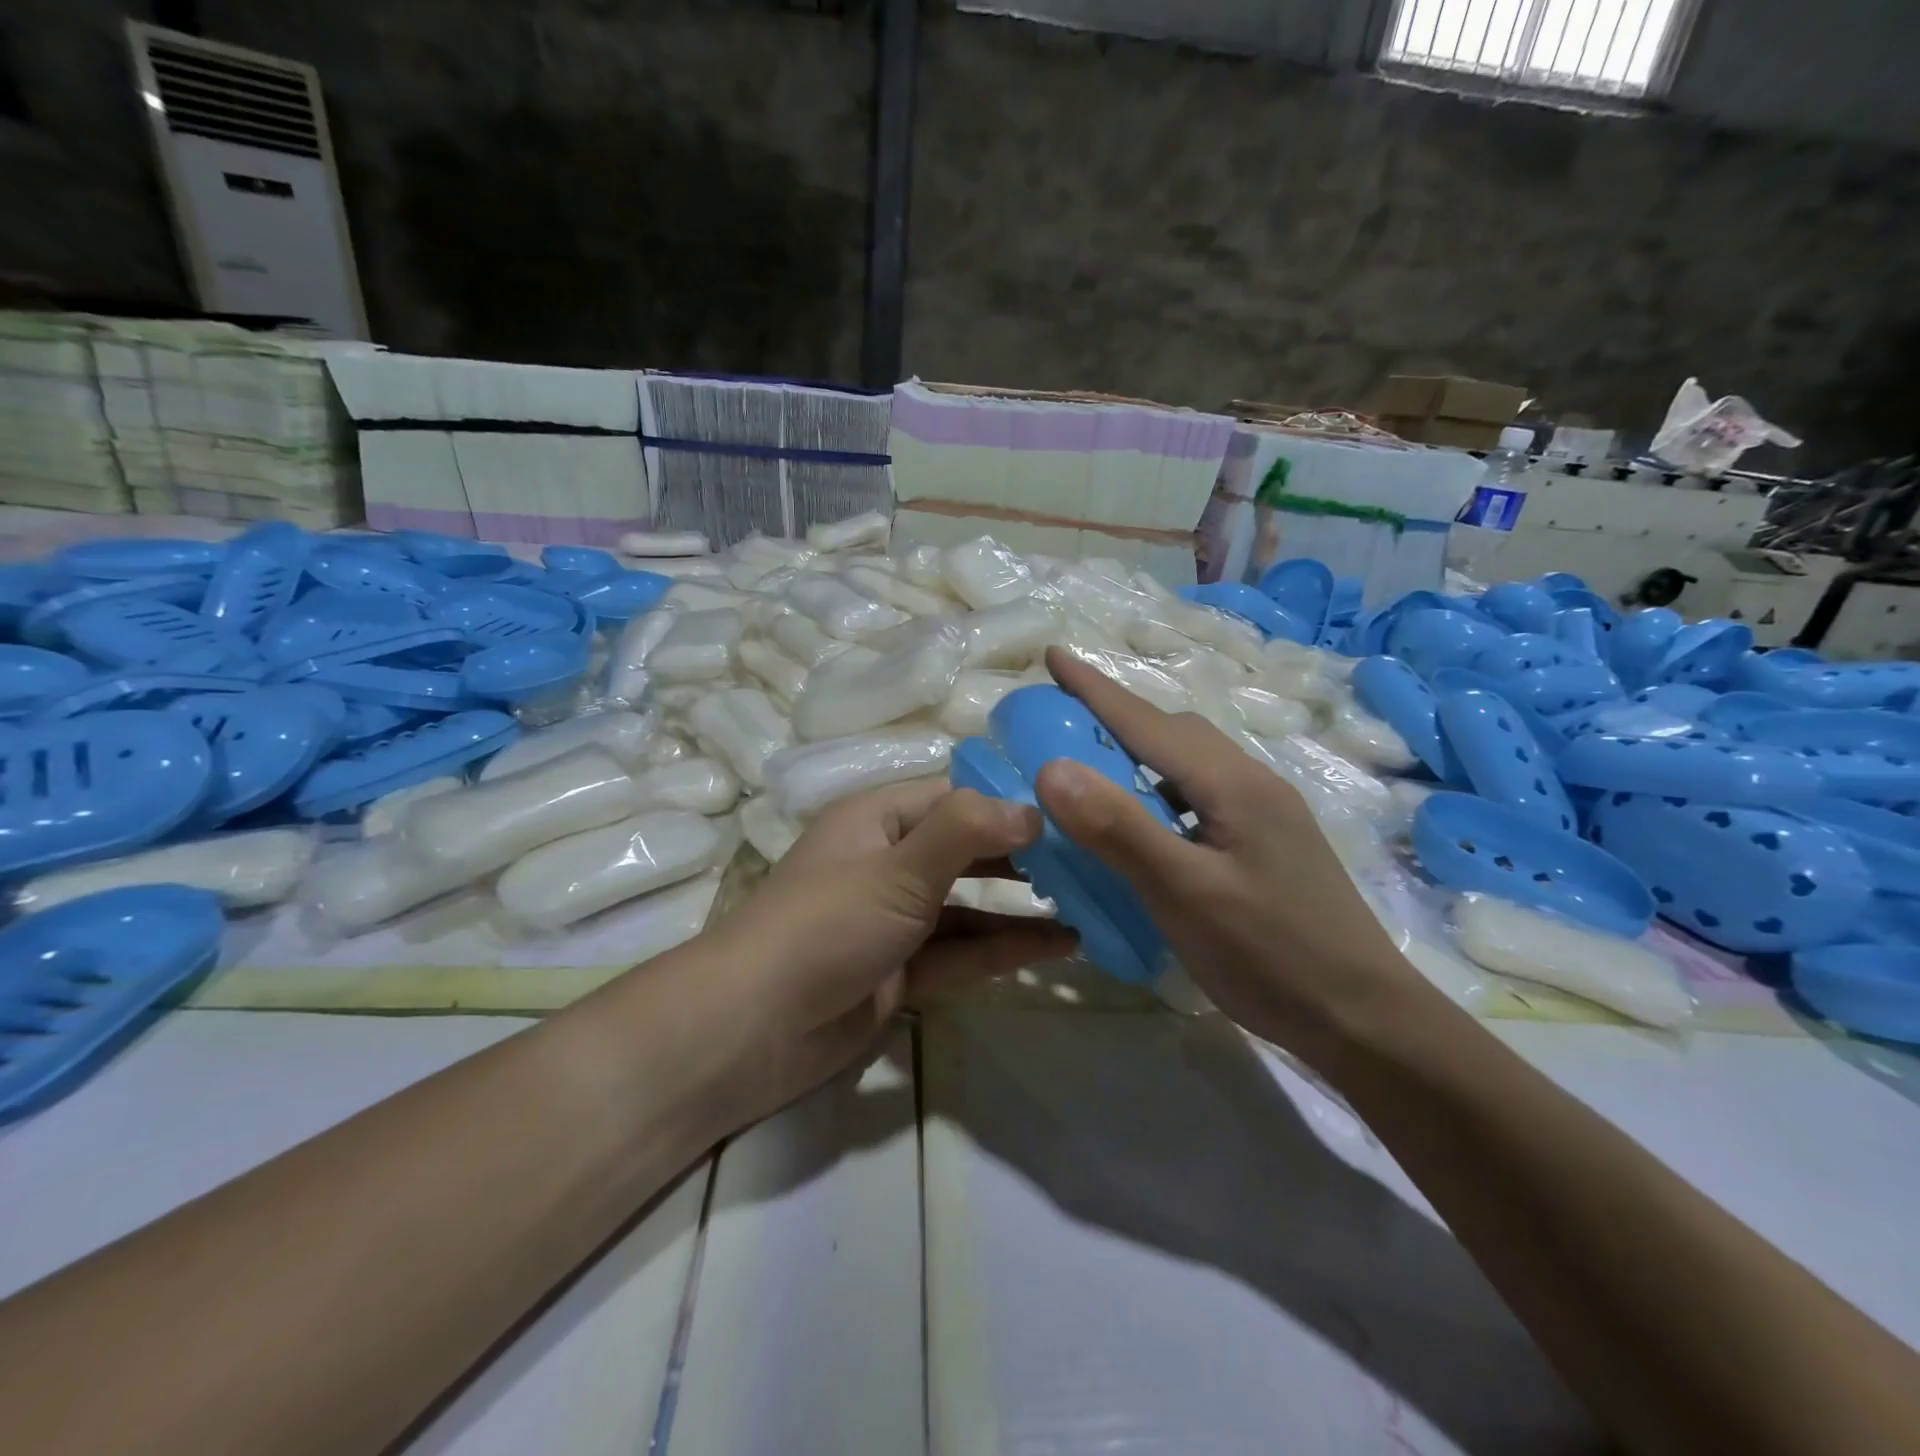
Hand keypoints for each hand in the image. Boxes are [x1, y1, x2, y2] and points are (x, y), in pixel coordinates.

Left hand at [705, 780, 1076, 1124]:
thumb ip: (966, 832)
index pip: (955, 796)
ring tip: (1090, 903)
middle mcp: (888, 862)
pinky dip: (1004, 948)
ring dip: (1022, 906)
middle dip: (1024, 854)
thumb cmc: (825, 925)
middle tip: (1093, 858)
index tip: (1074, 809)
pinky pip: (962, 951)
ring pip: (970, 905)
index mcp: (877, 820)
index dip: (1010, 800)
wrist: (753, 1029)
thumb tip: (1035, 809)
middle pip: (967, 849)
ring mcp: (895, 920)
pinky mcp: (902, 971)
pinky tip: (1058, 946)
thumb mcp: (897, 869)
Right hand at [1033, 647, 1437, 1063]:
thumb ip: (1120, 829)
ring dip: (1137, 756)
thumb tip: (1051, 768)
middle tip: (1060, 726)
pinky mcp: (1266, 843)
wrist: (1365, 1019)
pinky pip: (1199, 796)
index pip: (1148, 722)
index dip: (1095, 688)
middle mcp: (1251, 783)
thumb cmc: (1271, 956)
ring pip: (1188, 764)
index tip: (1053, 655)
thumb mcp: (1186, 894)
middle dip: (1113, 718)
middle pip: (1172, 733)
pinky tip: (1144, 826)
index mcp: (1232, 783)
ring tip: (1092, 774)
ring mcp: (1264, 813)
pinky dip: (1158, 793)